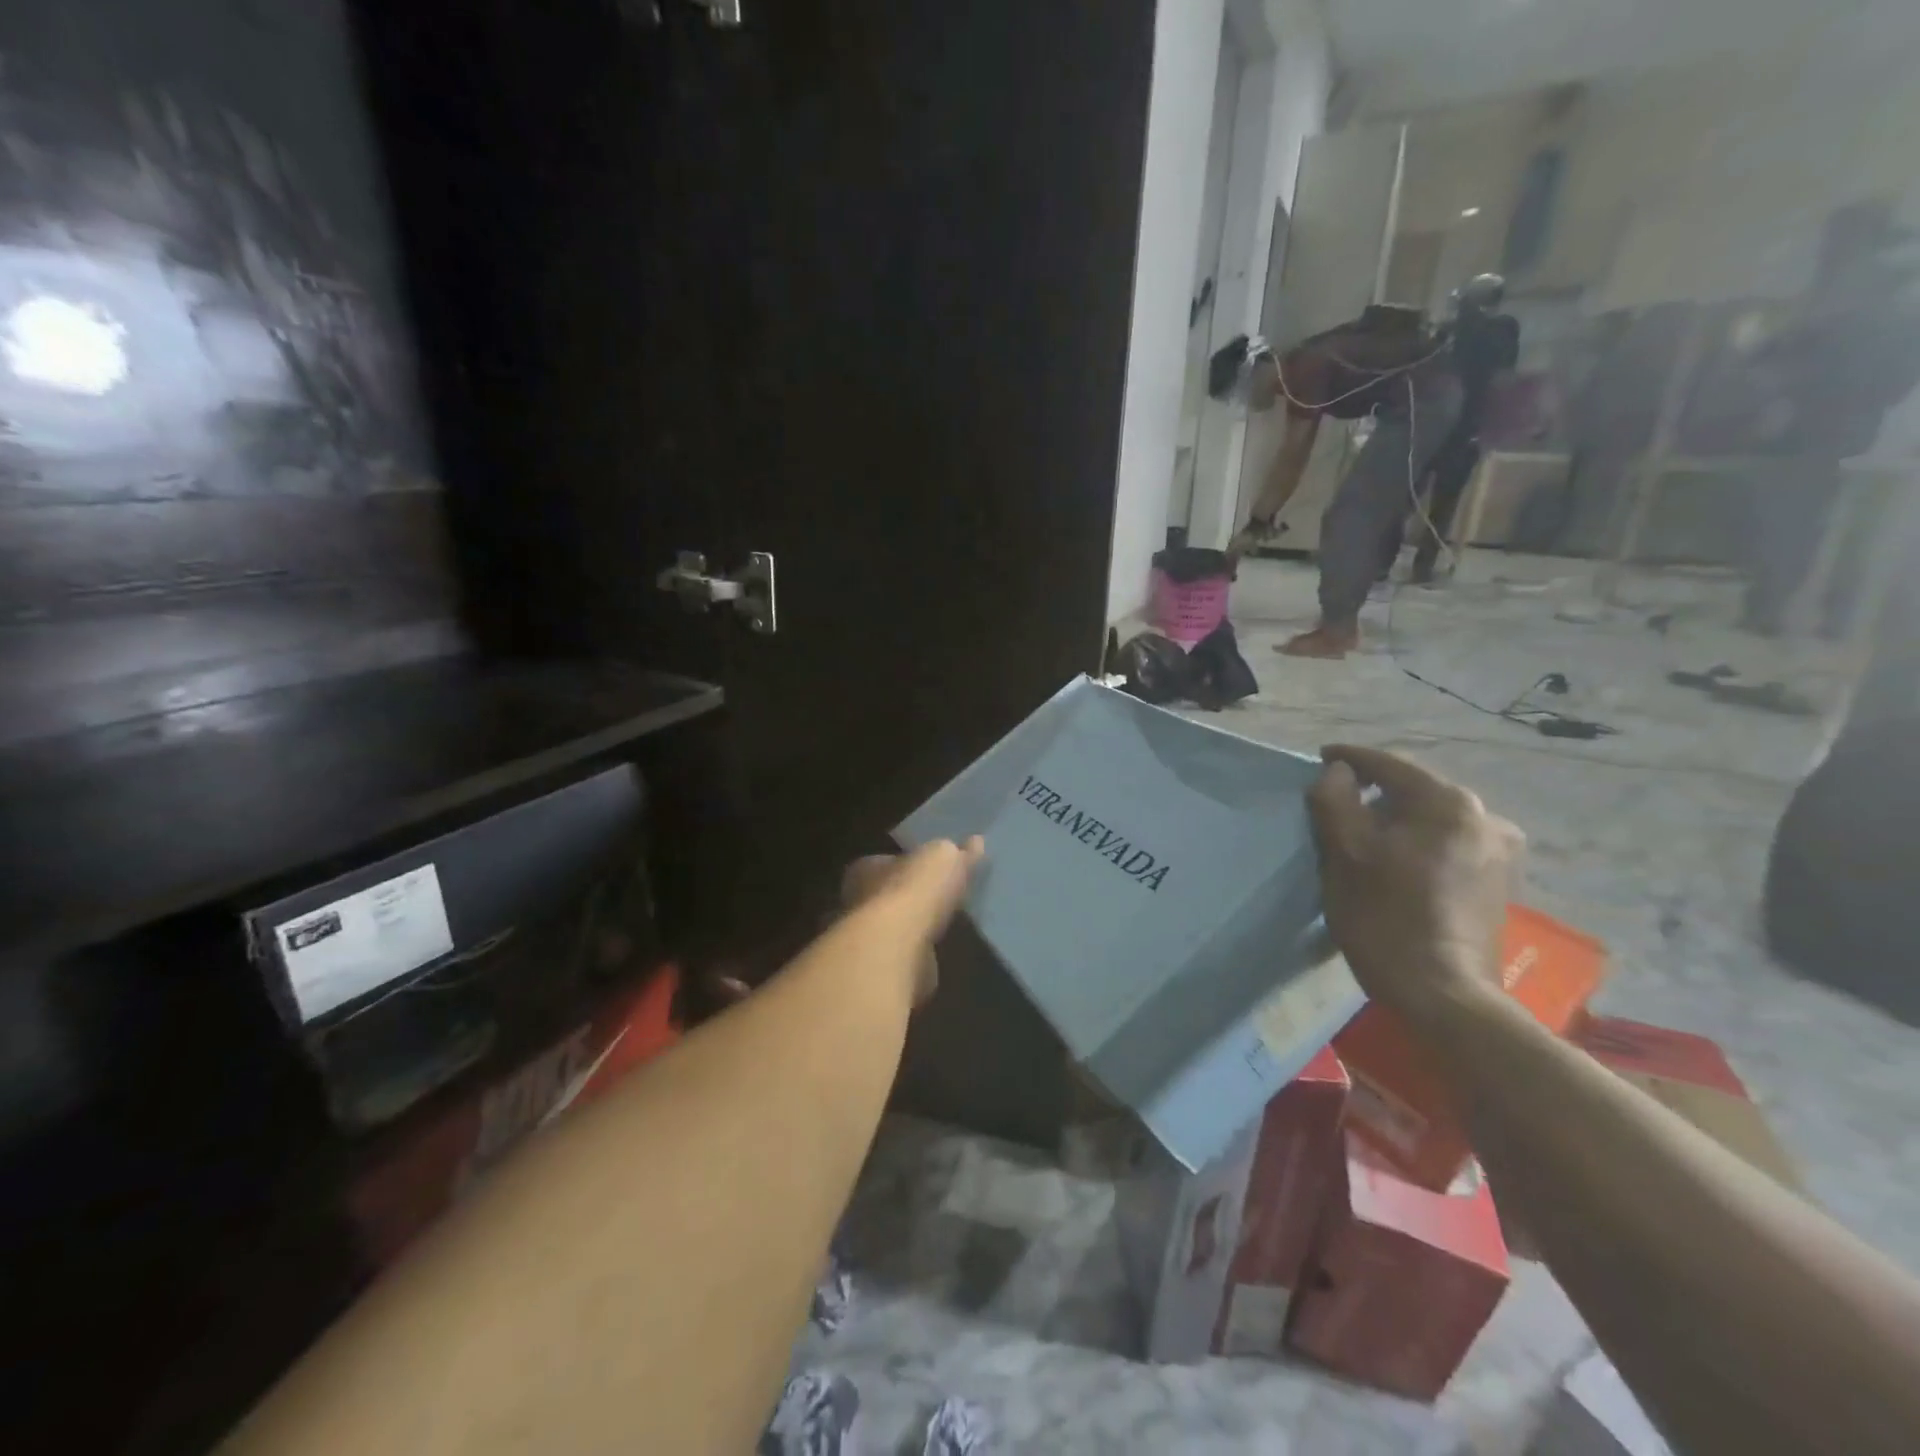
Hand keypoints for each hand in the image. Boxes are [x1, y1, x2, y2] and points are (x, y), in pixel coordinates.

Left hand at [840, 838, 983, 1004]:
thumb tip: (975, 843)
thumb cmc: (914, 890)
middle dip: (909, 899)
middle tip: (938, 900)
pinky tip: (937, 957)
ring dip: (913, 931)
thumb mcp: (943, 857)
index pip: (885, 862)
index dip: (908, 865)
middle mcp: (858, 902)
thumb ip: (957, 852)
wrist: (898, 948)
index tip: (930, 872)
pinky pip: (904, 959)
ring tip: (942, 929)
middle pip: (887, 896)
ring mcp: (866, 940)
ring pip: (893, 931)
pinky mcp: (881, 971)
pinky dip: (918, 958)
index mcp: (867, 869)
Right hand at [1306, 745, 1521, 1025]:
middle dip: (1375, 792)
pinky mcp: (1500, 883)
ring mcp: (1500, 852)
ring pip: (1433, 819)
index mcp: (1449, 803)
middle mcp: (1485, 817)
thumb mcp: (1344, 853)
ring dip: (1398, 820)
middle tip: (1338, 802)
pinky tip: (1398, 862)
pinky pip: (1449, 844)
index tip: (1321, 758)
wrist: (1443, 994)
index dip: (1350, 758)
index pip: (1389, 765)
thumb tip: (1338, 772)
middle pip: (1415, 790)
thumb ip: (1335, 800)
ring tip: (1366, 834)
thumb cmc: (1385, 916)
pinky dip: (1419, 843)